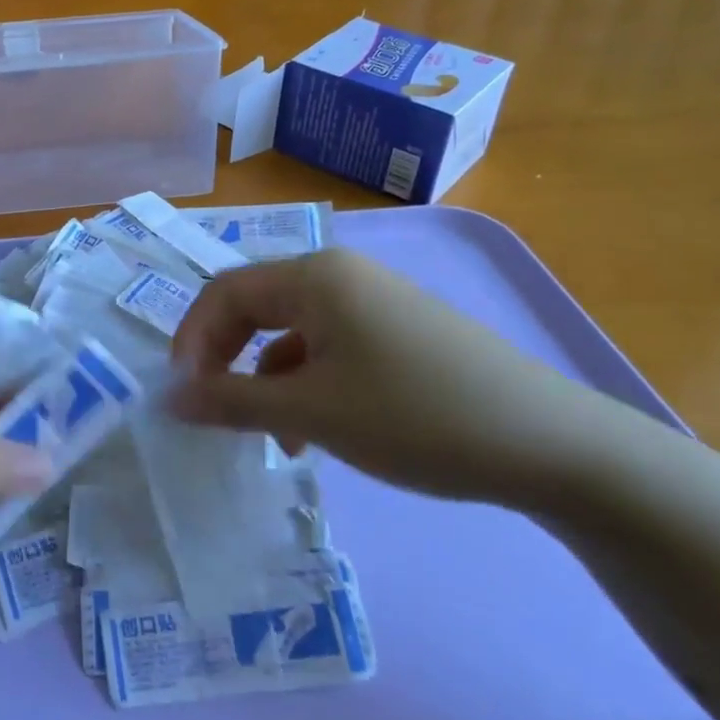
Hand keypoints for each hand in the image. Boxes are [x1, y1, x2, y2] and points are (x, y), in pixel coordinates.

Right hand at [168, 249, 632, 511]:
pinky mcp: (398, 332)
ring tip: (276, 438)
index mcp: (314, 276)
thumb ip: (230, 401)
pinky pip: (329, 348)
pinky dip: (307, 385)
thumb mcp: (311, 412)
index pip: (224, 293)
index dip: (192, 341)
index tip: (183, 397)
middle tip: (215, 411)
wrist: (549, 444)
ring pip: (292, 334)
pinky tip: (317, 431)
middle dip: (227, 360)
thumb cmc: (415, 417)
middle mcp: (340, 275)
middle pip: (256, 308)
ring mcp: (374, 302)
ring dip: (267, 380)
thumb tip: (169, 397)